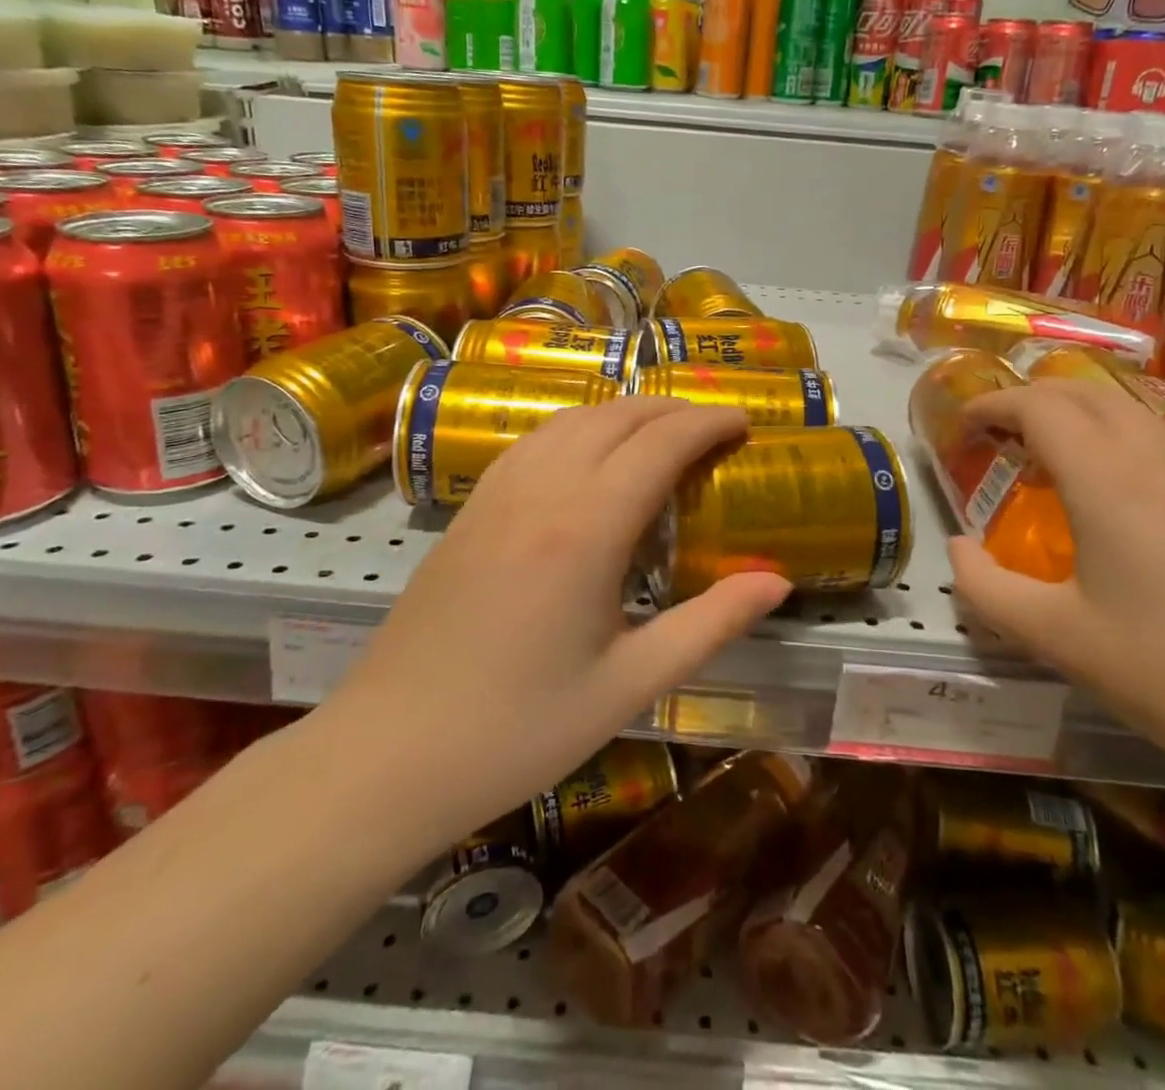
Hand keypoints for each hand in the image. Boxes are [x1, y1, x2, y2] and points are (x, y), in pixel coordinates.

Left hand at [330, 397, 791, 849]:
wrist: (388, 754)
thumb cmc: (518, 730)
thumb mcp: (629, 686)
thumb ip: (709, 625)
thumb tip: (776, 581)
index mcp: (586, 529)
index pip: (660, 444)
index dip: (708, 423)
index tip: (745, 423)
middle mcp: (540, 491)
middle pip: (617, 417)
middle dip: (673, 410)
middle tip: (714, 429)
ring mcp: (496, 494)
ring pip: (571, 419)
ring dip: (624, 413)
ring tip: (661, 435)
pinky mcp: (469, 508)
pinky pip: (534, 441)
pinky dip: (578, 427)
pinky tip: (588, 457)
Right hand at [946, 379, 1164, 804]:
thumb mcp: (1057, 639)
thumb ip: (986, 589)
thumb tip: (959, 550)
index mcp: (1108, 479)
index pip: (1039, 405)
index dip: (994, 403)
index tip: (965, 423)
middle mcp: (1161, 456)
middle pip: (1086, 392)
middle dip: (1032, 399)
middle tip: (1000, 435)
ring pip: (1133, 412)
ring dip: (1080, 417)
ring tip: (1055, 461)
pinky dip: (1123, 441)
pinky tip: (1123, 497)